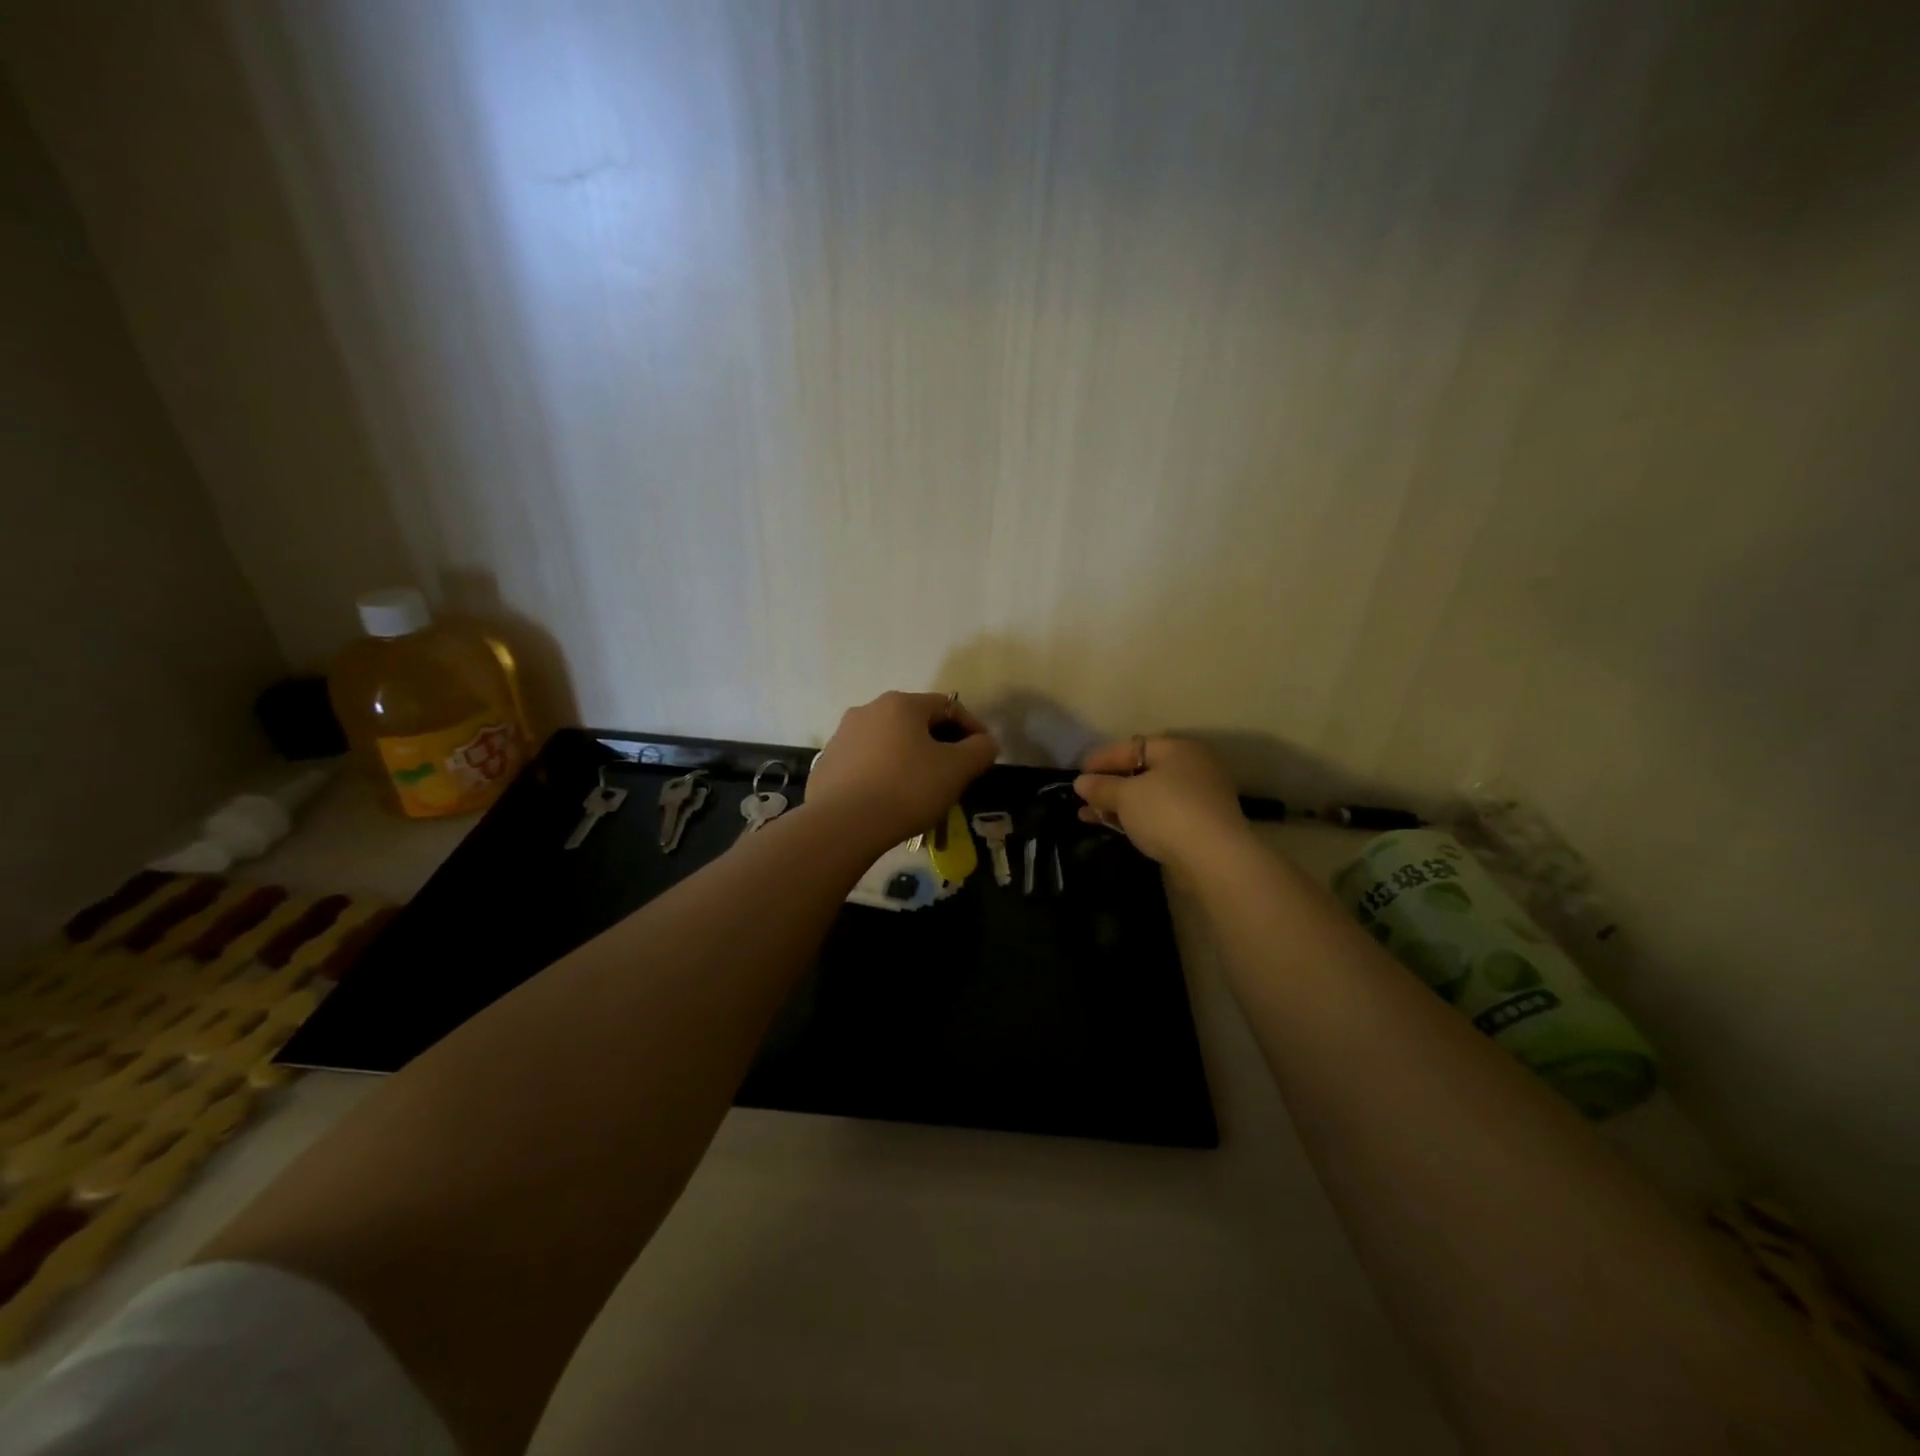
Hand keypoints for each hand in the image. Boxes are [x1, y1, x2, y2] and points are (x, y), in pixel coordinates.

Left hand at [805, 691, 997, 847]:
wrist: (842, 825)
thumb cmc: (906, 789)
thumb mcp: (957, 770)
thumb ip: (980, 750)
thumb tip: (985, 743)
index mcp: (900, 704)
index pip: (948, 706)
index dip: (972, 727)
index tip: (983, 753)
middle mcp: (867, 710)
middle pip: (916, 723)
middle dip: (940, 744)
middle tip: (955, 773)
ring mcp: (841, 737)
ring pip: (889, 743)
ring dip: (910, 759)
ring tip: (923, 790)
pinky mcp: (826, 764)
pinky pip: (866, 763)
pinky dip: (884, 774)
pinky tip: (890, 800)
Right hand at [1073, 737, 1249, 867]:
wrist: (1214, 860)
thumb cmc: (1167, 813)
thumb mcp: (1126, 796)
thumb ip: (1101, 786)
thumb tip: (1080, 782)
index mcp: (1178, 750)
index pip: (1133, 746)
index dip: (1103, 758)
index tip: (1078, 771)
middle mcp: (1192, 768)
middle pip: (1142, 771)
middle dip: (1109, 784)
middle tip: (1083, 795)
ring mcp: (1198, 799)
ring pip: (1149, 796)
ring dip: (1118, 804)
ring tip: (1086, 815)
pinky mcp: (1198, 826)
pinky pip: (1159, 815)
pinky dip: (1135, 818)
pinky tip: (1112, 826)